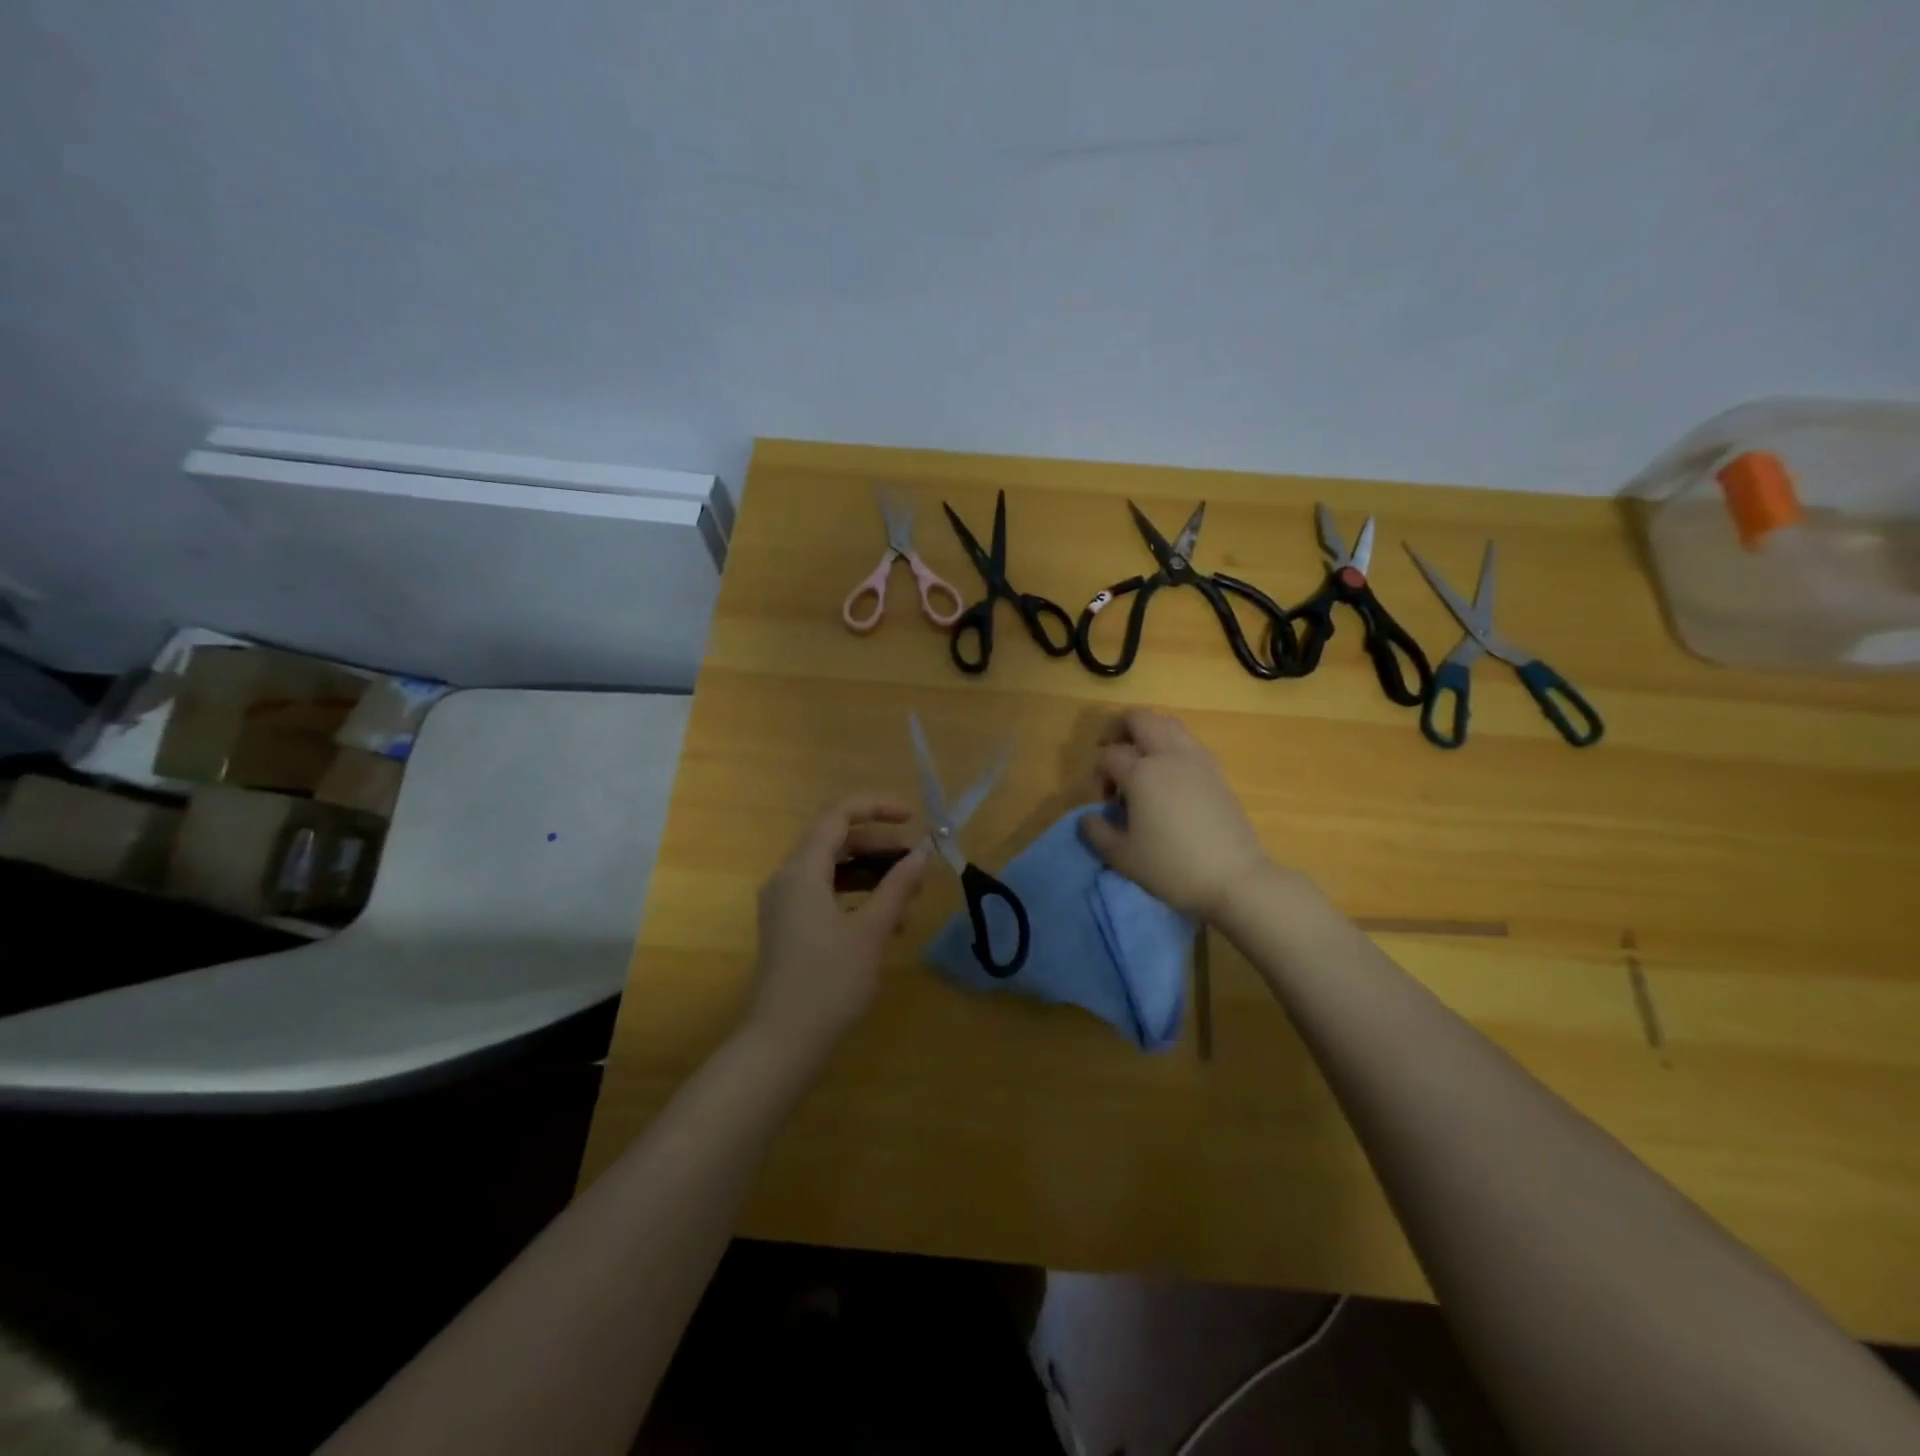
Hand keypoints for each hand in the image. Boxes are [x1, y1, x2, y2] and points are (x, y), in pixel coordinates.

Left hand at [746, 794, 928, 1052]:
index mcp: (802, 871)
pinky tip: (885, 923)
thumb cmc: (829, 982)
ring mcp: (784, 904)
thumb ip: (897, 886)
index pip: (838, 816)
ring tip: (908, 896)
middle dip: (878, 846)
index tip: (911, 818)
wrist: (782, 1043)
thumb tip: (921, 852)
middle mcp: (787, 879)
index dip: (876, 807)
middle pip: (834, 841)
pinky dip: (855, 896)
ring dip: (870, 874)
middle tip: (916, 864)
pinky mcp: (788, 927)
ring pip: (831, 870)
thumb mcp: (872, 931)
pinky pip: (824, 894)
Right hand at [1081, 709, 1273, 919]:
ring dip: (1148, 732)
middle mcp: (1168, 756)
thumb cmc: (1172, 867)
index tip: (1104, 800)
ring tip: (1141, 759)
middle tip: (1112, 753)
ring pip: (1168, 723)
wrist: (1234, 878)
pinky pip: (1188, 741)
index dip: (1099, 773)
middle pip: (1140, 718)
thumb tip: (1089, 817)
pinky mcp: (1216, 770)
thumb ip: (1097, 832)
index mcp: (1141, 773)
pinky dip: (1172, 745)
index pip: (1110, 755)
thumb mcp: (1122, 857)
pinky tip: (1168, 775)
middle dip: (1119, 729)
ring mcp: (1197, 759)